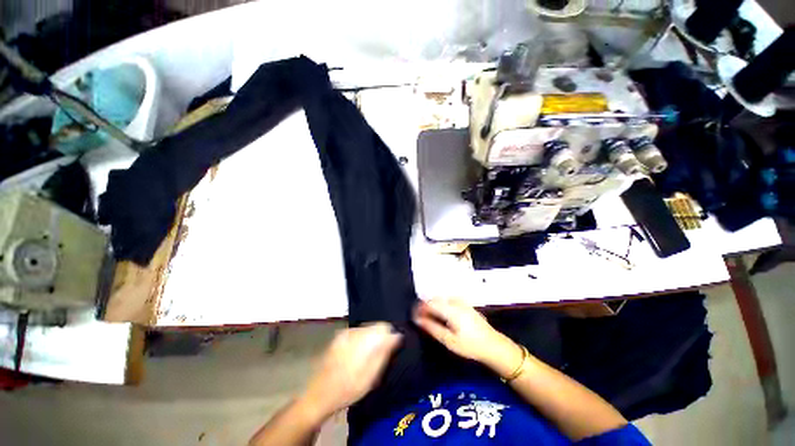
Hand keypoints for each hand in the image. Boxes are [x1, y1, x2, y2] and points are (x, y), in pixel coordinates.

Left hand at [300, 323, 401, 420]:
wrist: (319, 394)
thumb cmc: (349, 388)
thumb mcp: (372, 375)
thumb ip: (385, 352)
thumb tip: (397, 336)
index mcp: (365, 338)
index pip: (384, 326)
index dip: (390, 336)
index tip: (391, 349)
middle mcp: (356, 330)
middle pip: (375, 326)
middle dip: (380, 337)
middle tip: (379, 357)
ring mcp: (346, 333)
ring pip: (366, 329)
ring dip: (370, 339)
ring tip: (367, 358)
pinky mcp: (339, 337)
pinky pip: (356, 333)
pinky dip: (361, 340)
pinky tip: (356, 356)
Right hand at [414, 298, 521, 376]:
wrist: (494, 346)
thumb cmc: (470, 346)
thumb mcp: (449, 340)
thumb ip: (432, 328)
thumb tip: (417, 319)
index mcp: (451, 309)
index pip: (430, 303)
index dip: (419, 307)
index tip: (413, 315)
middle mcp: (456, 301)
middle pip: (435, 299)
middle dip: (425, 306)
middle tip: (420, 318)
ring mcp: (462, 302)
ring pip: (442, 299)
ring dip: (433, 305)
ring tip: (429, 317)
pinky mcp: (466, 305)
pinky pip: (448, 300)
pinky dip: (441, 305)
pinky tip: (442, 315)